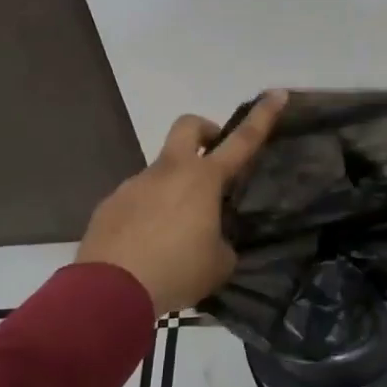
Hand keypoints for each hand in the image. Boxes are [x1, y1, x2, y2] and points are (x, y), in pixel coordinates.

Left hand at [76, 91, 286, 314]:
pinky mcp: (110, 205)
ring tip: (175, 237)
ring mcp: (135, 185)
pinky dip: (148, 215)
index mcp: (203, 180)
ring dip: (175, 190)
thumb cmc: (176, 271)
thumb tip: (211, 240)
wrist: (108, 292)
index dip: (263, 115)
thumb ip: (222, 243)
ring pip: (161, 172)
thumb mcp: (218, 264)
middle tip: (213, 160)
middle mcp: (169, 172)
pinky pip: (138, 200)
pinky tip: (146, 250)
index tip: (277, 93)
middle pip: (189, 126)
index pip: (243, 140)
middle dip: (205, 131)